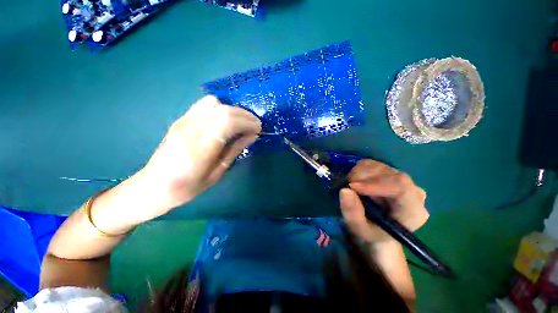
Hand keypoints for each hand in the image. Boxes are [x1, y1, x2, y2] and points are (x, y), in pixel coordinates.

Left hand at [141, 95, 261, 213]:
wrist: (155, 185)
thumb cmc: (189, 185)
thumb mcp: (218, 172)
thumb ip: (235, 150)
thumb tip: (253, 136)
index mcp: (201, 145)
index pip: (229, 122)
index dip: (248, 122)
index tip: (258, 129)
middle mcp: (192, 127)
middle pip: (224, 110)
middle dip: (245, 115)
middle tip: (255, 124)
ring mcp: (185, 120)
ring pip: (214, 102)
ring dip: (233, 109)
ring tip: (241, 121)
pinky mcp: (182, 119)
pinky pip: (204, 105)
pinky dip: (221, 108)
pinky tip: (225, 120)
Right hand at [339, 159, 428, 243]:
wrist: (380, 229)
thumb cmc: (373, 233)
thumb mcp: (360, 229)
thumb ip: (353, 213)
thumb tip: (344, 190)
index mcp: (412, 210)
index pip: (401, 186)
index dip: (375, 183)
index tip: (353, 186)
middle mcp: (412, 191)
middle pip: (387, 174)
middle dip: (362, 178)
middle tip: (347, 187)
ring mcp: (401, 180)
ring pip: (377, 166)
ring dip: (358, 174)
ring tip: (352, 188)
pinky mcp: (389, 173)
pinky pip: (372, 164)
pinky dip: (358, 170)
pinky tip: (356, 182)